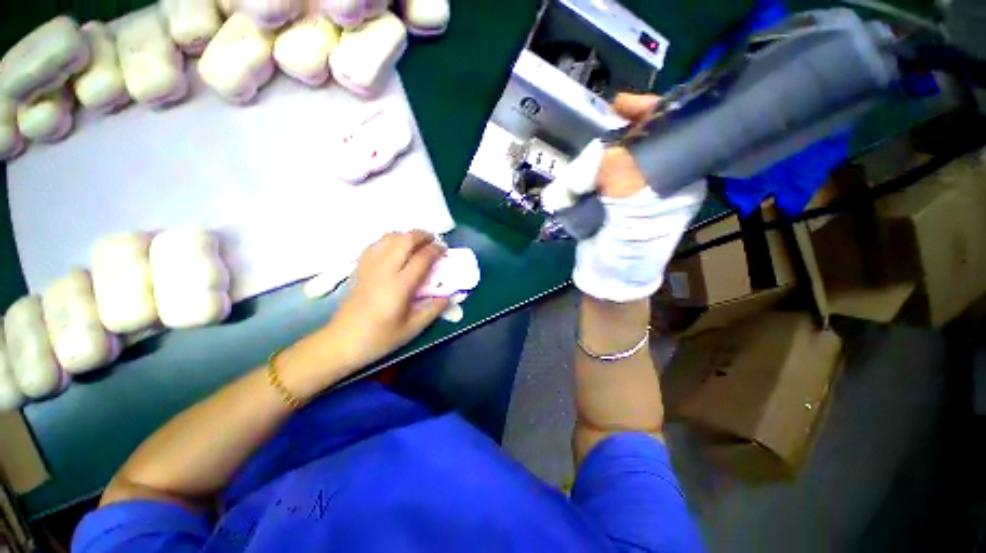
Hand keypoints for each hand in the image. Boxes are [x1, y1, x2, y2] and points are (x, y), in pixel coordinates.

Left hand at [322, 230, 449, 370]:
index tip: (444, 248)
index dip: (435, 250)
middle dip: (421, 235)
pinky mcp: (360, 268)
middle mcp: (384, 271)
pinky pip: (375, 244)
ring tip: (416, 243)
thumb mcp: (412, 329)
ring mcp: (369, 267)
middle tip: (433, 240)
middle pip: (404, 240)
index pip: (421, 259)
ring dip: (405, 235)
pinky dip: (389, 240)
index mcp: (399, 286)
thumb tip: (448, 296)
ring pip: (388, 238)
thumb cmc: (379, 338)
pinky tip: (395, 248)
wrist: (342, 342)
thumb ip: (433, 310)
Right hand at [572, 93, 706, 302]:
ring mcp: (628, 189)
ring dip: (592, 161)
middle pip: (637, 141)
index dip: (650, 113)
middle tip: (596, 137)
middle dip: (615, 136)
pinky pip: (594, 176)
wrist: (607, 278)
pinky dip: (581, 175)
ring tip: (578, 176)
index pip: (671, 131)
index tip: (622, 106)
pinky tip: (575, 181)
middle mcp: (656, 178)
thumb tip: (597, 154)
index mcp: (676, 177)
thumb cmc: (630, 250)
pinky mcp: (606, 199)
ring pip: (611, 157)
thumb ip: (619, 174)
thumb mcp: (632, 210)